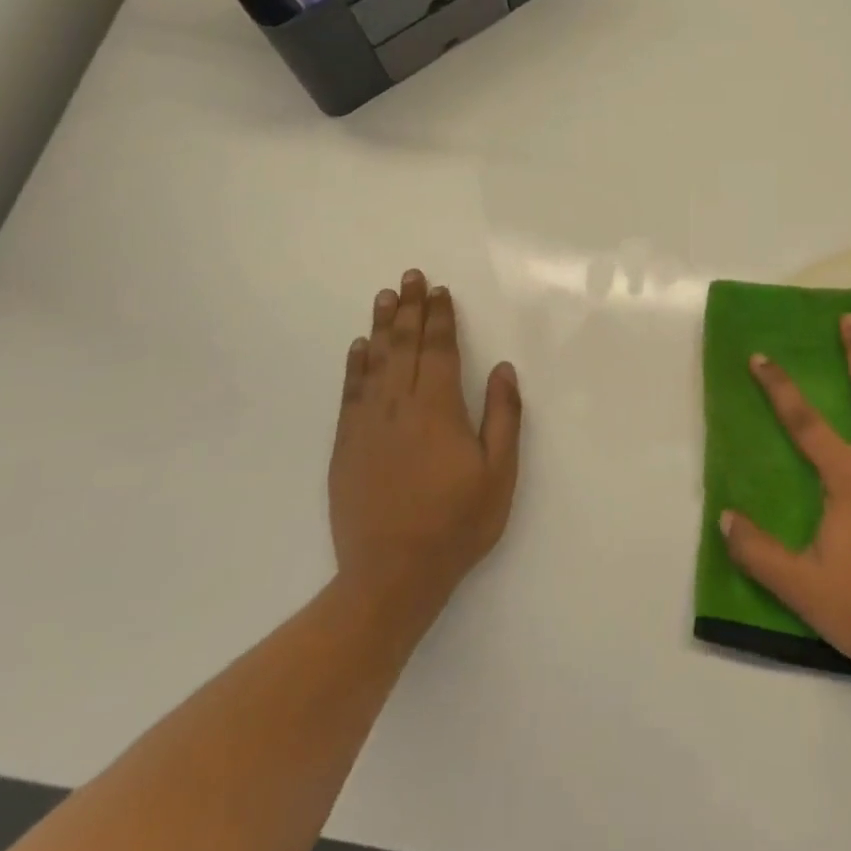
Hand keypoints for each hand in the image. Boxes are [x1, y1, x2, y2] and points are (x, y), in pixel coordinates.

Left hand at [329, 269, 521, 627]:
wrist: (391, 574)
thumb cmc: (456, 524)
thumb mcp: (498, 474)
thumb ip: (503, 416)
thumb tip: (503, 368)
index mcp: (439, 409)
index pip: (440, 350)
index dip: (440, 317)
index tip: (439, 290)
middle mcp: (400, 406)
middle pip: (406, 346)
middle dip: (410, 308)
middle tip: (410, 276)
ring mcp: (368, 424)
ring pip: (376, 362)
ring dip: (382, 326)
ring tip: (384, 297)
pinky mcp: (346, 445)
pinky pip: (350, 392)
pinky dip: (355, 365)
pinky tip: (359, 347)